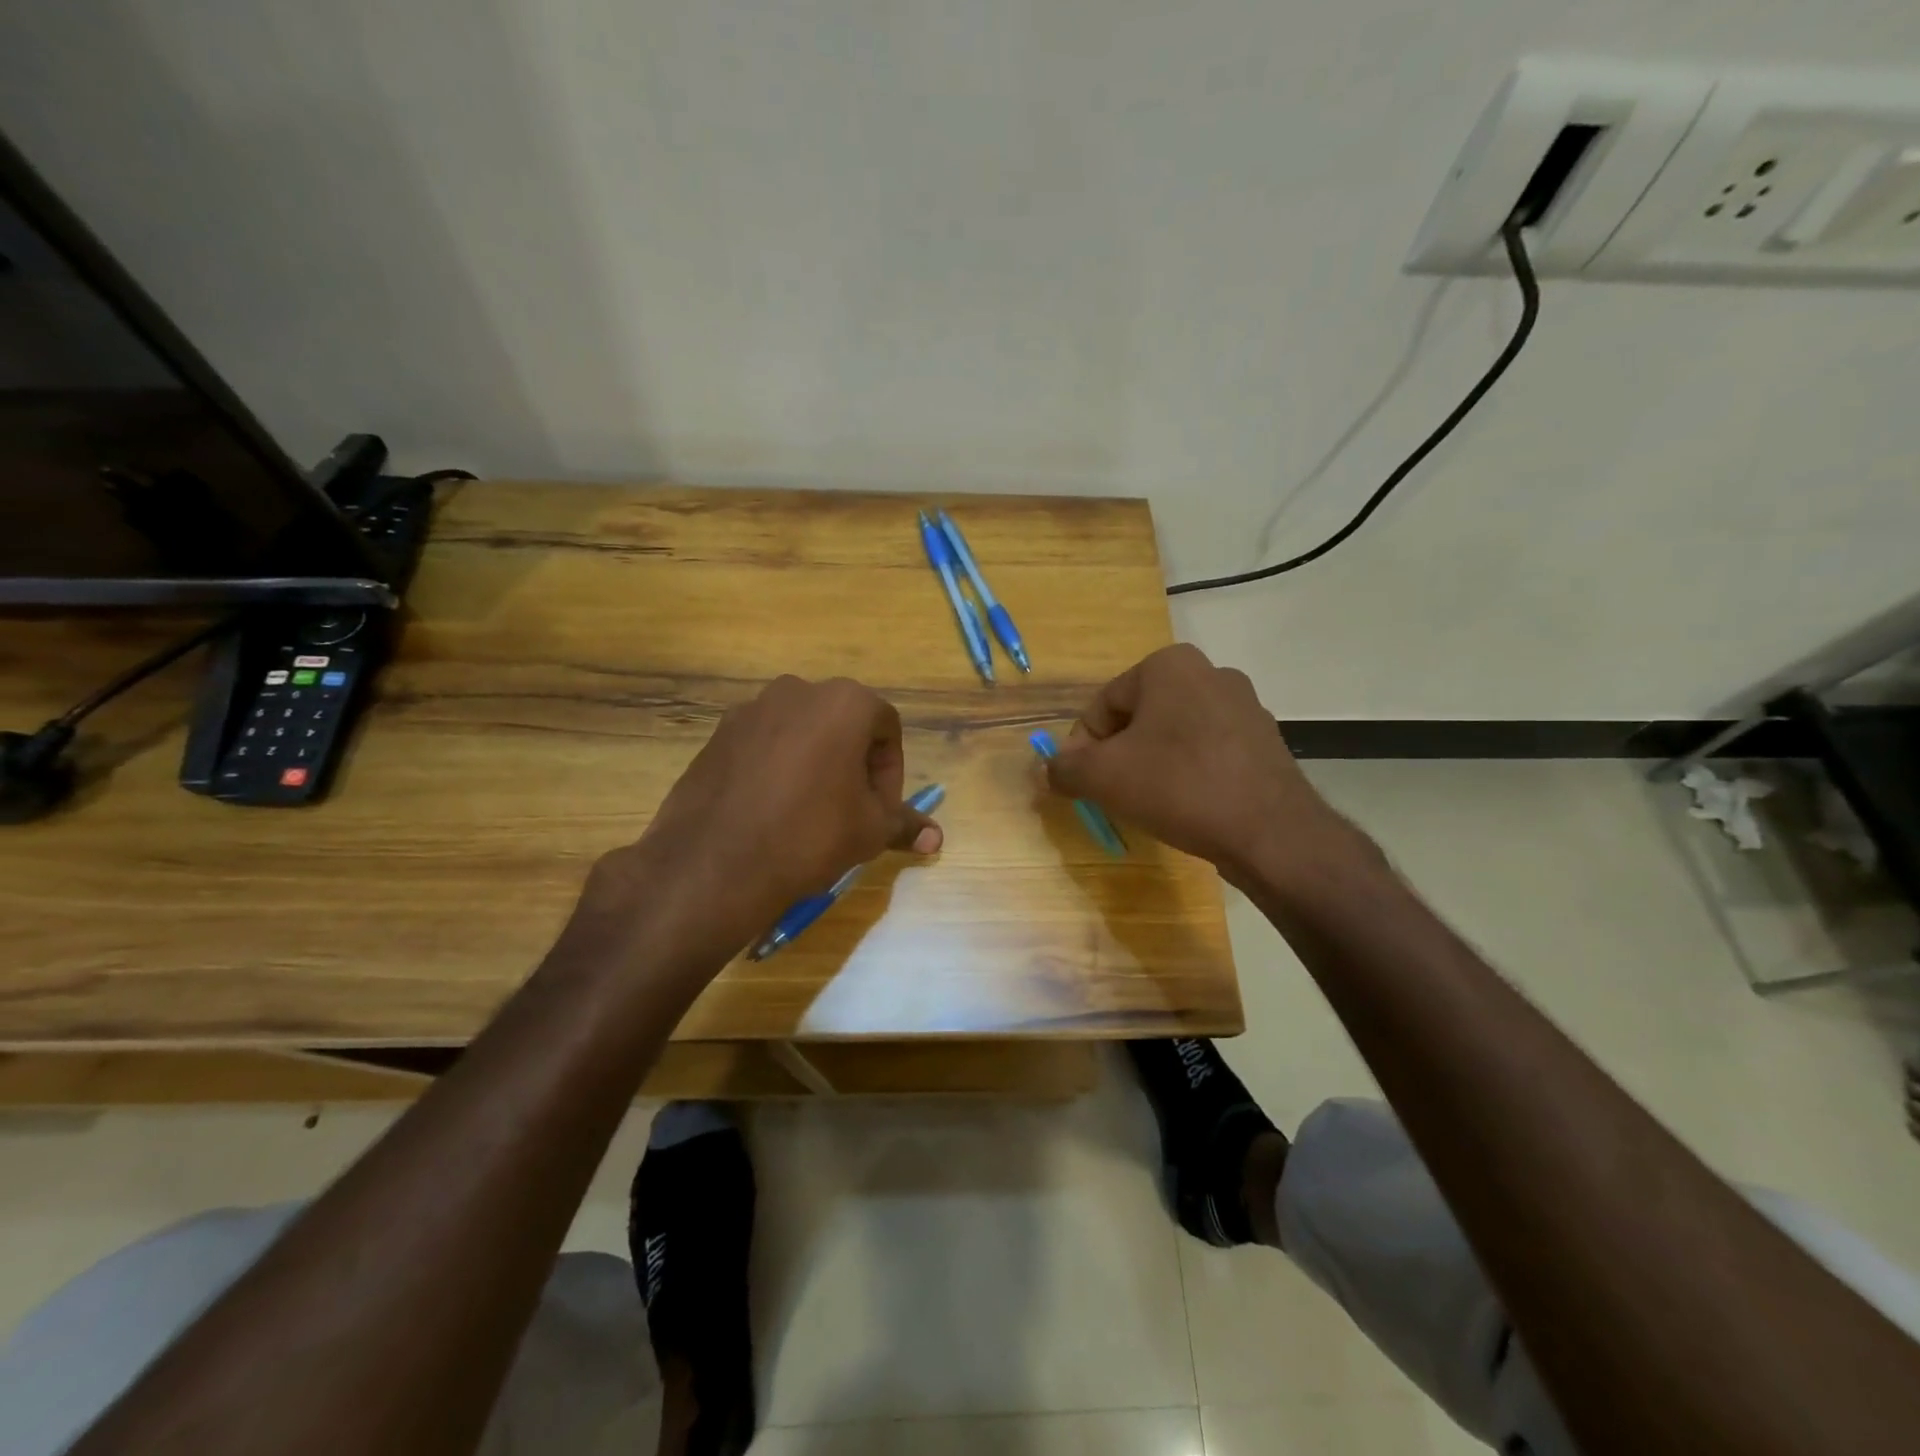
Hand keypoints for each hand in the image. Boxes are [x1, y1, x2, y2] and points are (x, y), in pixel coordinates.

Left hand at [568, 676, 941, 972]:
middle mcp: (798, 691)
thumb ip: (905, 824)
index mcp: (844, 702)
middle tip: (851, 809)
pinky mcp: (718, 732)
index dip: (892, 771)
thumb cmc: (809, 836)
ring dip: (817, 762)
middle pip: (844, 723)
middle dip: (856, 763)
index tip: (881, 809)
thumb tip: (937, 838)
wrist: (714, 862)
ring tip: (810, 811)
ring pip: (802, 731)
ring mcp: (751, 709)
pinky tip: (770, 809)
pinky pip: (764, 743)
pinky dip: (778, 766)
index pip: (887, 727)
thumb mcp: (869, 832)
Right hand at [1045, 644, 1362, 887]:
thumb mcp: (1103, 777)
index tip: (1082, 784)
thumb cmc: (1178, 787)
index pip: (1103, 705)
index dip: (1083, 748)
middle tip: (1112, 794)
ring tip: (1150, 803)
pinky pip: (1208, 751)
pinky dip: (1188, 773)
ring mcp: (1244, 705)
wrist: (1271, 831)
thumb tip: (1048, 769)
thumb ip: (1065, 768)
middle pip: (1139, 717)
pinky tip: (1188, 805)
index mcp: (1168, 664)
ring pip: (1174, 734)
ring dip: (1152, 764)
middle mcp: (1210, 672)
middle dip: (1119, 755)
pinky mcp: (1265, 739)